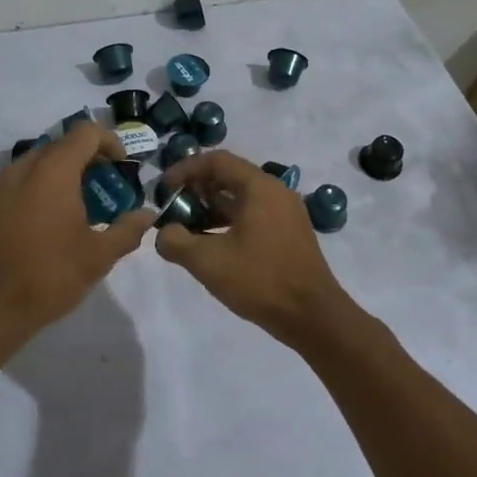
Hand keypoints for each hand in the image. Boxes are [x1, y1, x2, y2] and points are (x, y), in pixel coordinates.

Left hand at [0, 121, 155, 345]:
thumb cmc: (48, 276)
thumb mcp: (98, 257)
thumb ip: (127, 230)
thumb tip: (148, 214)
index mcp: (53, 171)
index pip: (86, 132)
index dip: (110, 142)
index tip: (123, 168)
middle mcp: (24, 169)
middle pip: (62, 146)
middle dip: (89, 161)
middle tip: (107, 191)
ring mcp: (2, 187)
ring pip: (40, 164)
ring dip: (64, 175)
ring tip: (82, 208)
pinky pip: (23, 183)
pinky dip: (43, 189)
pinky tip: (53, 224)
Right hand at [154, 150, 353, 341]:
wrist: (312, 316)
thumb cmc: (260, 280)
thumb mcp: (207, 262)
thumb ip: (176, 242)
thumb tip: (164, 233)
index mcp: (260, 187)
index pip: (217, 160)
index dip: (185, 170)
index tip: (164, 189)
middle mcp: (276, 192)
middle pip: (230, 176)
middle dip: (197, 188)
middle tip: (173, 207)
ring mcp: (286, 212)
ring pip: (242, 197)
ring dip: (212, 206)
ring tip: (187, 227)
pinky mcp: (290, 233)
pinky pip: (254, 214)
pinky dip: (230, 221)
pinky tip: (213, 243)